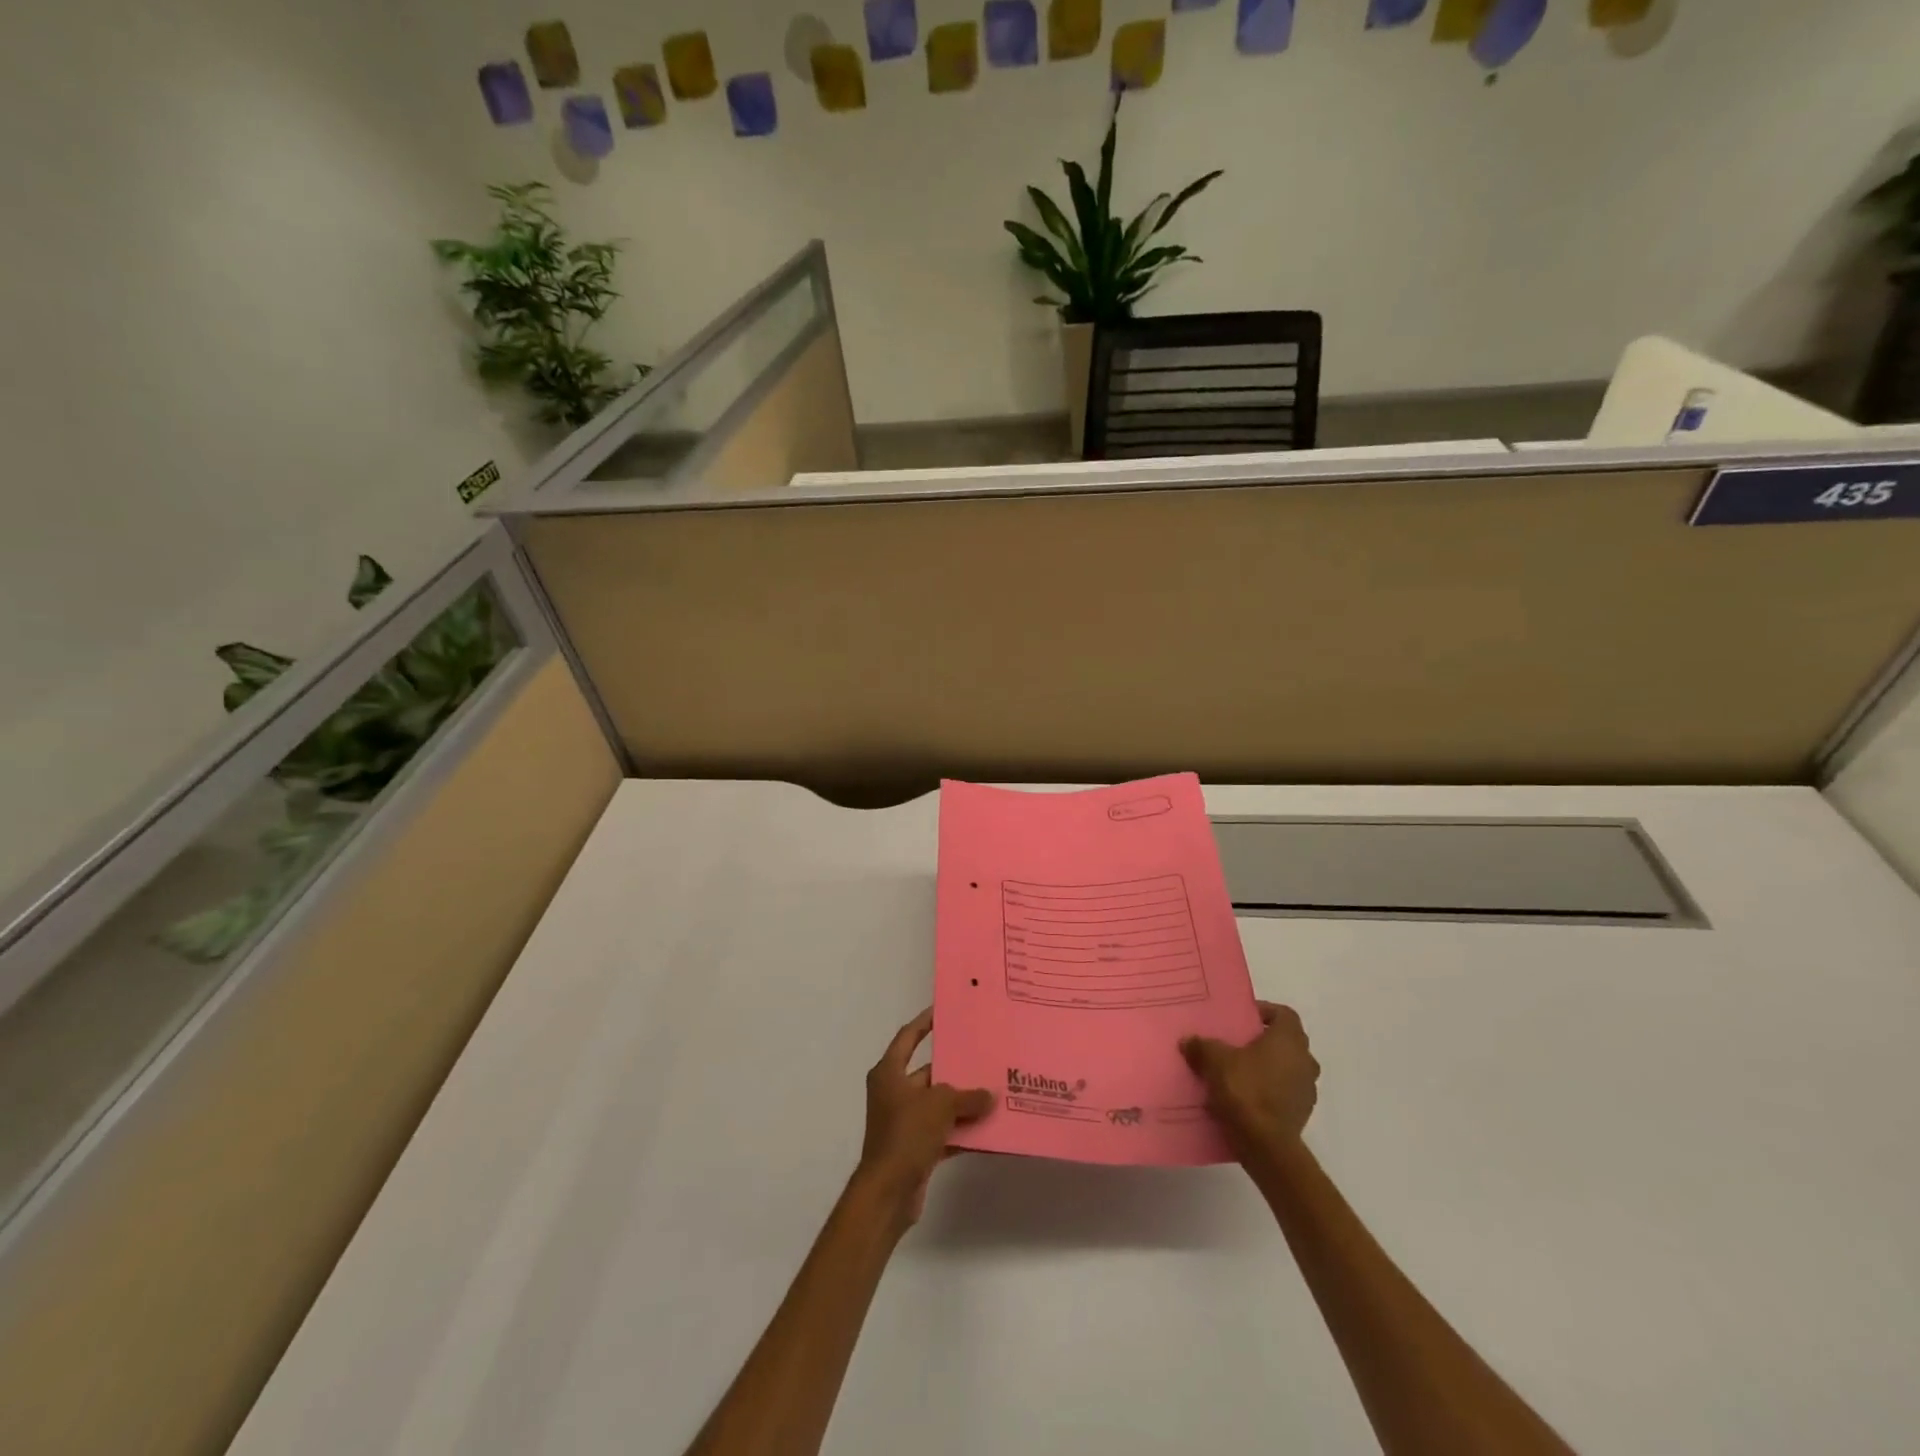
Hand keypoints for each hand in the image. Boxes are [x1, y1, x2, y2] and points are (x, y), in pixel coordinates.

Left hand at [854, 1008, 992, 1226]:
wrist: (888, 1192)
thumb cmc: (906, 1134)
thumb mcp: (940, 1105)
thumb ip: (967, 1096)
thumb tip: (990, 1096)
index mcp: (889, 1072)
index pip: (908, 1037)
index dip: (924, 1022)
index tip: (944, 1011)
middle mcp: (894, 1093)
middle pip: (928, 1072)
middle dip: (955, 1068)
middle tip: (984, 1055)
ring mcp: (904, 1121)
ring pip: (938, 1104)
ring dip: (962, 1102)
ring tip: (994, 1092)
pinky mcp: (914, 1148)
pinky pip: (943, 1132)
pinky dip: (961, 1131)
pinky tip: (988, 1130)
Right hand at [1180, 1001, 1319, 1155]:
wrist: (1265, 1145)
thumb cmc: (1245, 1090)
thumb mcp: (1214, 1061)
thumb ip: (1202, 1046)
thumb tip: (1188, 1041)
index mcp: (1289, 1040)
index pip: (1284, 1014)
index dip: (1265, 1012)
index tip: (1243, 1018)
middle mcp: (1305, 1061)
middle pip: (1287, 1042)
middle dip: (1264, 1041)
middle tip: (1238, 1043)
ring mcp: (1307, 1090)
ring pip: (1288, 1069)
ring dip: (1269, 1068)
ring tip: (1239, 1072)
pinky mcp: (1302, 1114)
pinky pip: (1285, 1093)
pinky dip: (1269, 1091)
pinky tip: (1246, 1098)